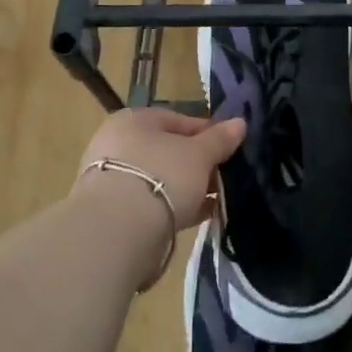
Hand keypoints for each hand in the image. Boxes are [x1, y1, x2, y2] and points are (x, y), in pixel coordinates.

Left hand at [73, 108, 244, 231]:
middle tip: (222, 178)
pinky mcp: (111, 212)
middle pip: (168, 150)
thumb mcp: (199, 155)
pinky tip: (197, 217)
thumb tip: (240, 123)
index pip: (179, 120)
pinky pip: (150, 203)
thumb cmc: (161, 176)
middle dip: (197, 164)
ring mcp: (111, 179)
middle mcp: (117, 143)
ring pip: (159, 178)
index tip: (229, 150)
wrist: (116, 231)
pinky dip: (173, 207)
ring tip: (214, 200)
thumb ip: (219, 139)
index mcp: (134, 119)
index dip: (208, 133)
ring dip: (186, 187)